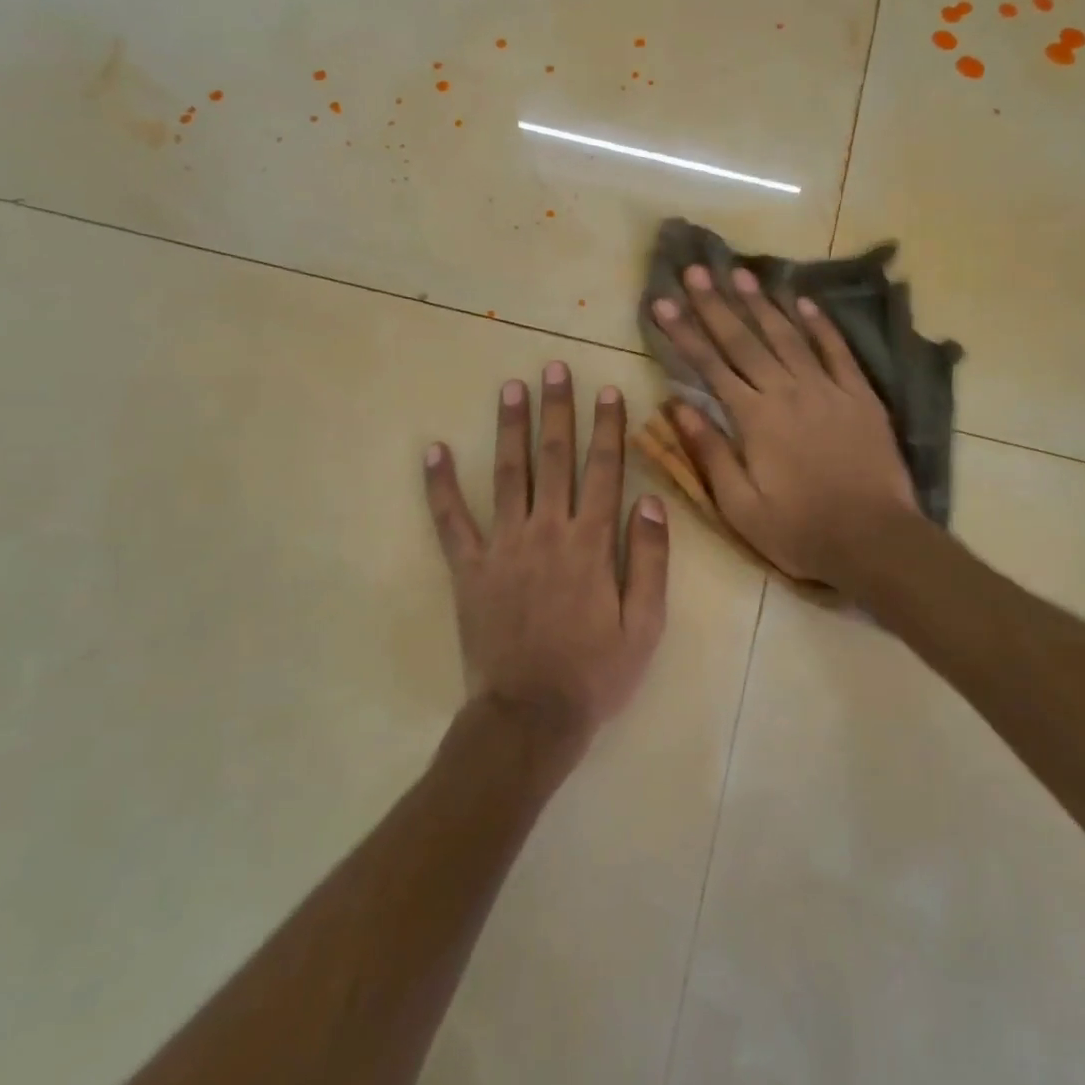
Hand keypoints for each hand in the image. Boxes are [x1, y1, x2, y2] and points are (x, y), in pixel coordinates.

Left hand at [424, 364, 668, 753]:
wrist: (531, 717)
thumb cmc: (596, 673)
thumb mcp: (645, 624)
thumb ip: (651, 560)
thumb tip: (651, 502)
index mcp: (591, 543)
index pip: (604, 471)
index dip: (609, 428)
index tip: (609, 390)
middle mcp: (546, 531)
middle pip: (554, 459)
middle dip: (558, 410)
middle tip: (554, 367)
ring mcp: (503, 546)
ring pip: (508, 474)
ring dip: (511, 428)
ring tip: (511, 386)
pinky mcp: (469, 568)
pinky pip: (451, 520)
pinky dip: (440, 485)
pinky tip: (433, 450)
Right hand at [650, 266, 918, 584]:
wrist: (873, 539)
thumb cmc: (799, 530)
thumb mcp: (739, 506)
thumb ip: (710, 452)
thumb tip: (678, 407)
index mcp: (754, 418)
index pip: (710, 366)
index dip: (684, 332)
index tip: (663, 302)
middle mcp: (787, 391)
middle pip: (744, 340)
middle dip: (716, 303)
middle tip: (696, 269)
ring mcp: (827, 389)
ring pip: (788, 336)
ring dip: (762, 303)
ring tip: (740, 273)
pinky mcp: (860, 395)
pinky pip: (837, 350)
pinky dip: (819, 324)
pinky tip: (803, 301)